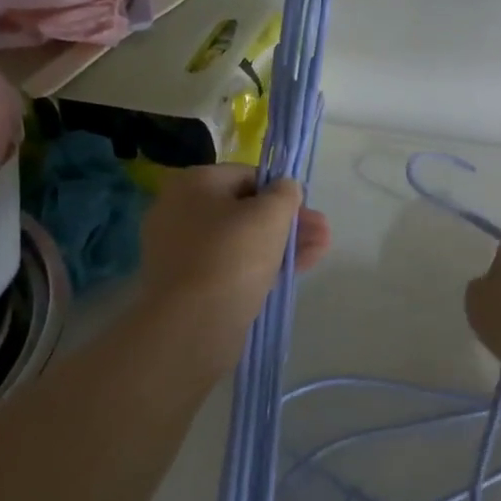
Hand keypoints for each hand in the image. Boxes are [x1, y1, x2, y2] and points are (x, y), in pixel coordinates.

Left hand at [138, 164, 330, 358]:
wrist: (192, 324)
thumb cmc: (233, 256)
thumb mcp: (270, 214)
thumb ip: (285, 193)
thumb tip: (285, 188)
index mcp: (192, 184)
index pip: (245, 175)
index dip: (280, 190)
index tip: (305, 208)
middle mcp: (178, 212)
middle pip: (243, 210)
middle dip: (287, 221)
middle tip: (322, 233)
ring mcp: (180, 251)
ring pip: (240, 241)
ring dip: (281, 244)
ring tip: (319, 251)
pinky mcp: (187, 285)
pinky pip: (229, 267)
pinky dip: (260, 267)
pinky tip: (293, 272)